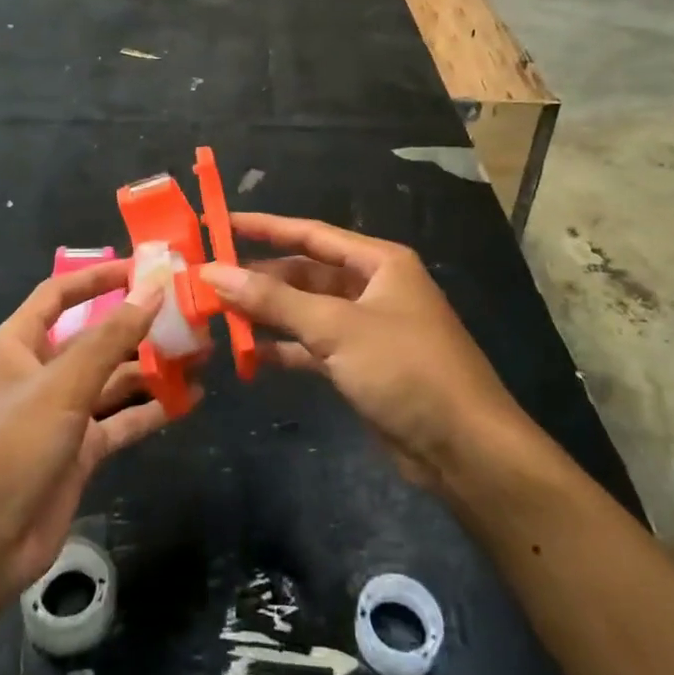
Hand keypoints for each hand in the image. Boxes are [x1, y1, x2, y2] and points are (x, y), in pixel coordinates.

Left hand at [0, 264, 187, 606]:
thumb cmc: (8, 449)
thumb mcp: (61, 386)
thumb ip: (110, 337)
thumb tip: (153, 287)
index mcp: (19, 345)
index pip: (60, 294)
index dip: (99, 277)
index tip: (144, 268)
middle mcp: (41, 373)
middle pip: (96, 337)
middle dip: (139, 326)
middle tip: (190, 316)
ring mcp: (61, 414)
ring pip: (113, 379)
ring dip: (152, 368)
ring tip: (200, 356)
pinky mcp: (79, 452)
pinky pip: (120, 421)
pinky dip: (150, 410)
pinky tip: (187, 401)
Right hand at [200, 214, 518, 492]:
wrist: (464, 449)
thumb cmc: (405, 369)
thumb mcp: (336, 328)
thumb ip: (274, 300)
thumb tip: (214, 272)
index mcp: (378, 262)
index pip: (310, 234)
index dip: (264, 227)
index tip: (219, 224)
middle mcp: (373, 287)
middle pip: (305, 273)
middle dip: (260, 277)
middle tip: (208, 280)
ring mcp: (367, 328)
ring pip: (306, 311)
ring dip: (268, 314)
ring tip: (217, 315)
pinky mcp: (362, 365)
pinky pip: (313, 346)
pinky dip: (285, 348)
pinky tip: (249, 355)